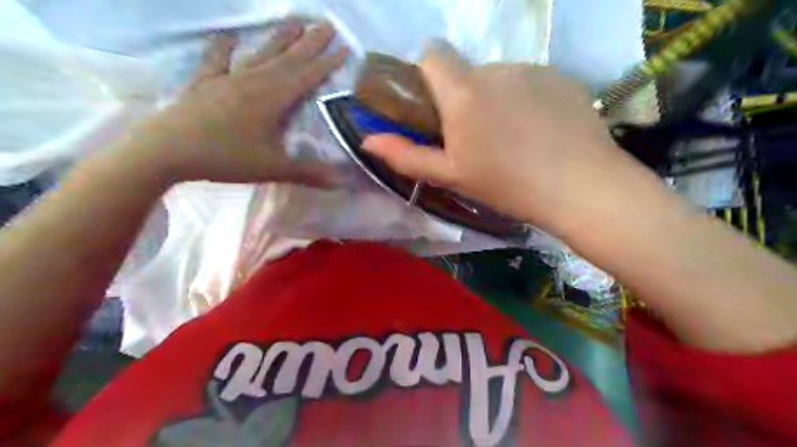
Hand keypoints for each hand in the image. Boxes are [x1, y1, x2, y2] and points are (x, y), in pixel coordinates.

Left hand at [129, 20, 346, 183]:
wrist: (166, 150)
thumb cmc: (225, 158)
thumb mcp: (272, 168)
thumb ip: (308, 172)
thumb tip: (341, 180)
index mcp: (273, 100)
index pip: (306, 77)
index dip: (327, 63)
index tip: (345, 48)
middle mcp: (254, 82)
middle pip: (288, 59)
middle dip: (310, 43)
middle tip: (327, 24)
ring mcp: (227, 79)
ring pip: (260, 54)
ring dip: (279, 39)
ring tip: (295, 21)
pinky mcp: (205, 83)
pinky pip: (216, 60)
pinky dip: (223, 47)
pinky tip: (228, 36)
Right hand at [363, 41, 639, 231]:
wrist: (580, 187)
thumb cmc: (506, 184)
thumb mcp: (450, 175)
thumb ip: (405, 155)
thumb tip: (367, 140)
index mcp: (463, 91)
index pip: (432, 53)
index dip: (428, 74)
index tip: (435, 106)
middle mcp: (496, 69)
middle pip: (468, 71)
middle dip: (464, 97)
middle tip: (478, 138)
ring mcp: (533, 69)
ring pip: (500, 78)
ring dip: (496, 100)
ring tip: (513, 139)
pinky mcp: (562, 77)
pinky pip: (530, 81)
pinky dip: (526, 100)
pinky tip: (540, 131)